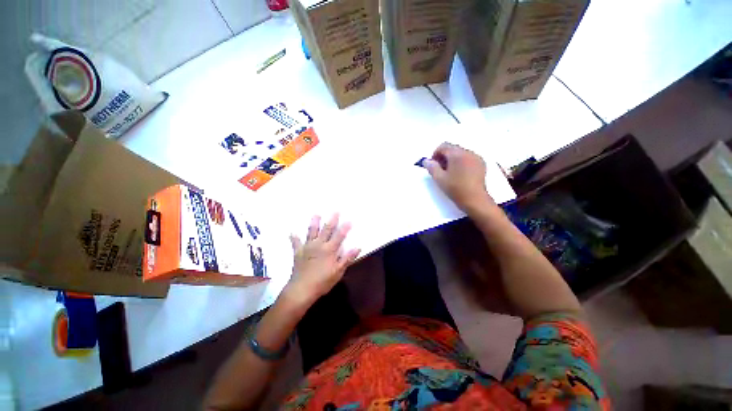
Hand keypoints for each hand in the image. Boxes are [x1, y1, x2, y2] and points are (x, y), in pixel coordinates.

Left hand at [282, 214, 360, 308]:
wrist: (302, 289)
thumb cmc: (322, 282)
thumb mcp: (338, 272)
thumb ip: (347, 258)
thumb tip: (357, 247)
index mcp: (330, 250)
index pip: (339, 236)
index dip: (345, 228)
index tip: (349, 220)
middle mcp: (319, 245)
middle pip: (327, 230)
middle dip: (332, 220)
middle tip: (335, 211)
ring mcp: (308, 247)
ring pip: (311, 232)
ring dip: (314, 223)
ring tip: (315, 214)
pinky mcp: (298, 252)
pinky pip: (296, 243)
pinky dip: (294, 238)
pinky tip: (291, 232)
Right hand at [423, 142, 495, 213]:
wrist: (474, 199)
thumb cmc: (455, 188)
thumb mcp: (439, 178)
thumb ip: (431, 167)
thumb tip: (426, 161)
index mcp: (456, 154)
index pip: (443, 146)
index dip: (435, 154)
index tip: (433, 165)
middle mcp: (468, 152)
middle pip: (452, 148)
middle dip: (444, 157)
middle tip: (440, 170)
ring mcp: (476, 157)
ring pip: (460, 153)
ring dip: (453, 159)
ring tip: (450, 173)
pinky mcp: (481, 164)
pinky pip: (468, 158)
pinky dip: (462, 162)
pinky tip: (460, 174)